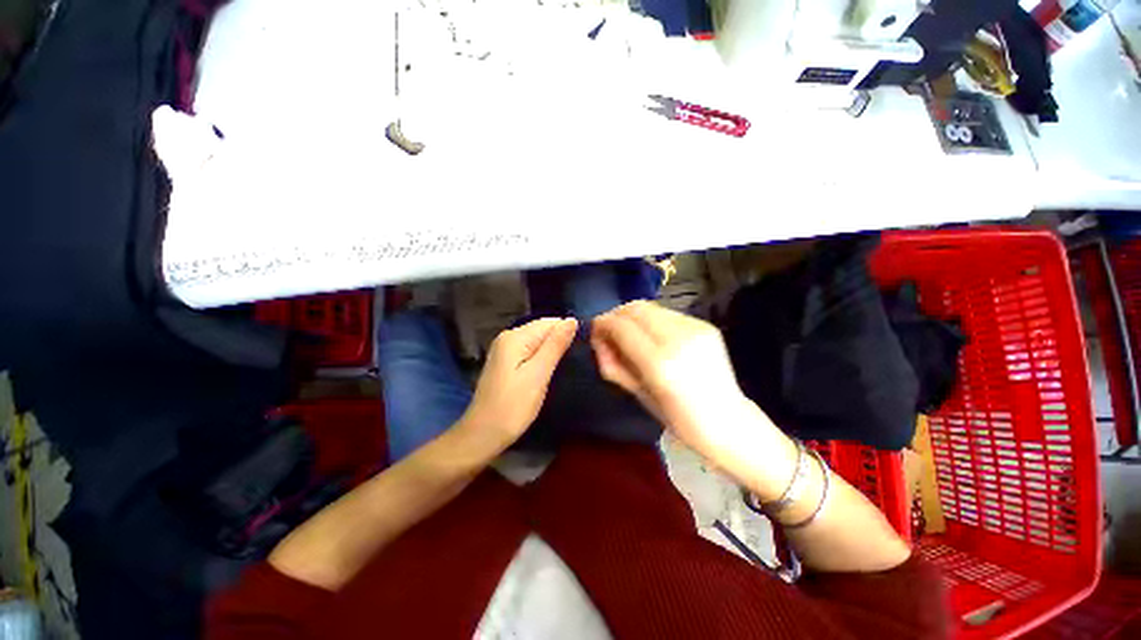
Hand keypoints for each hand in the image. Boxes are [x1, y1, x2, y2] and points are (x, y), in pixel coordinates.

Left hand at [459, 317, 577, 451]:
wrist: (483, 434)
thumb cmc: (513, 406)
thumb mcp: (538, 374)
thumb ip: (555, 345)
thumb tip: (571, 320)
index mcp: (515, 337)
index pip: (549, 323)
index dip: (567, 333)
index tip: (580, 350)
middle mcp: (507, 337)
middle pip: (542, 330)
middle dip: (559, 342)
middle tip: (573, 362)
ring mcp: (504, 350)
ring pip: (537, 341)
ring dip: (551, 351)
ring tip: (563, 367)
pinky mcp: (505, 362)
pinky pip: (529, 351)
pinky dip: (541, 358)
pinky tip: (547, 371)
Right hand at [591, 301, 773, 467]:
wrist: (728, 421)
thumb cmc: (679, 419)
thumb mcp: (638, 394)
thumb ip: (614, 364)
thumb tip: (599, 340)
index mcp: (660, 364)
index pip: (621, 327)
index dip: (603, 324)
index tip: (595, 331)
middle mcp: (678, 340)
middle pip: (635, 308)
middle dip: (616, 315)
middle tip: (609, 331)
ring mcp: (695, 329)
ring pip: (650, 307)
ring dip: (633, 317)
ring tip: (630, 335)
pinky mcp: (705, 325)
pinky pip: (667, 314)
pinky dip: (651, 321)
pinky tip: (653, 337)